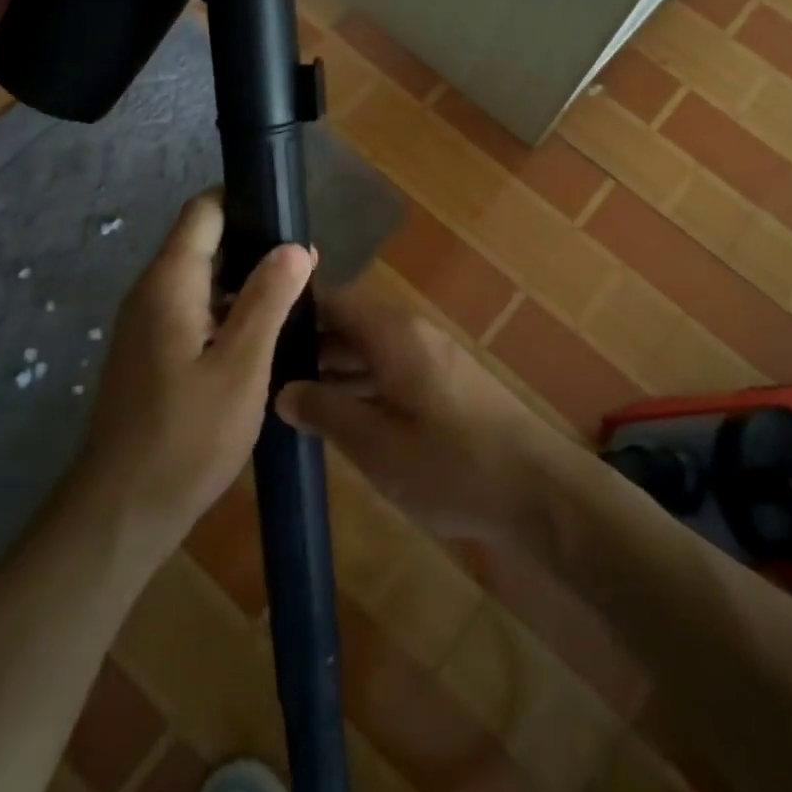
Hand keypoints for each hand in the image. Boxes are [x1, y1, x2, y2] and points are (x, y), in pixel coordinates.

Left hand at [77, 192, 313, 556]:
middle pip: (204, 241)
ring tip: (297, 299)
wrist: (123, 509)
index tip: (290, 214)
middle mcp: (152, 292)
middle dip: (255, 245)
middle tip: (307, 267)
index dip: (245, 200)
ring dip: (246, 282)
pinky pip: (194, 311)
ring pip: (202, 279)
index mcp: (170, 282)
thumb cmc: (187, 436)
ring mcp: (147, 323)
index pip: (204, 210)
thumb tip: (296, 245)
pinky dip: (228, 311)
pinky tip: (264, 336)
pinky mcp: (151, 352)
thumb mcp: (242, 367)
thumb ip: (268, 300)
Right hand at [277, 288, 568, 545]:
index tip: (251, 327)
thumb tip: (282, 389)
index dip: (290, 310)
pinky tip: (336, 417)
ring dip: (332, 370)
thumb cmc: (451, 464)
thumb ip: (325, 411)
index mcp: (391, 333)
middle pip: (347, 325)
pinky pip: (389, 371)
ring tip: (284, 397)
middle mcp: (410, 333)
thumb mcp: (375, 445)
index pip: (330, 300)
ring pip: (367, 351)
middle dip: (305, 346)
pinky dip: (360, 386)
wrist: (539, 491)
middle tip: (257, 373)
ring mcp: (430, 358)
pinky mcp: (444, 384)